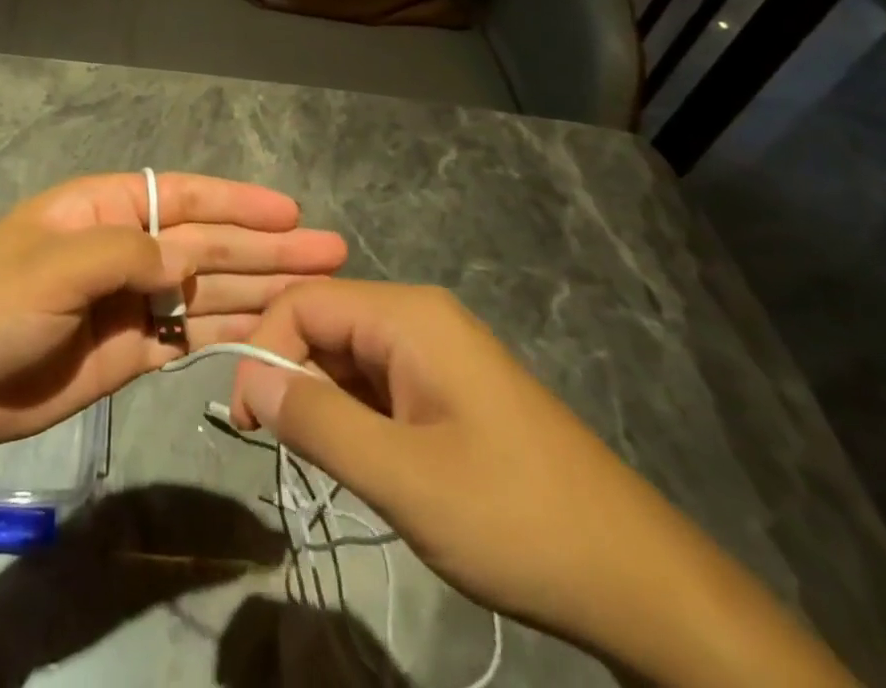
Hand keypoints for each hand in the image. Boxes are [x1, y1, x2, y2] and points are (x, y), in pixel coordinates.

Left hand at [0, 173, 346, 450]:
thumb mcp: (55, 264)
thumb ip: (127, 254)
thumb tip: (187, 260)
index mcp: (104, 210)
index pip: (184, 197)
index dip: (238, 202)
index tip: (290, 211)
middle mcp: (126, 248)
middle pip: (207, 243)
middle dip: (266, 246)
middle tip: (330, 251)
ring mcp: (132, 302)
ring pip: (207, 290)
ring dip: (259, 288)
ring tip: (317, 291)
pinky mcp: (132, 351)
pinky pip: (191, 336)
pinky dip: (230, 333)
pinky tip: (272, 333)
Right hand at [230, 281, 859, 687]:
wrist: (640, 582)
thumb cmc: (515, 519)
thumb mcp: (401, 477)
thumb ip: (316, 420)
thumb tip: (247, 375)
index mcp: (408, 316)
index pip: (305, 303)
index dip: (263, 350)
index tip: (246, 422)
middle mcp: (421, 318)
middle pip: (326, 323)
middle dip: (290, 374)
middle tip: (278, 447)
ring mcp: (440, 353)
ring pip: (350, 355)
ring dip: (321, 399)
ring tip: (319, 460)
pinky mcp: (451, 388)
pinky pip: (380, 381)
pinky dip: (354, 413)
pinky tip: (360, 459)